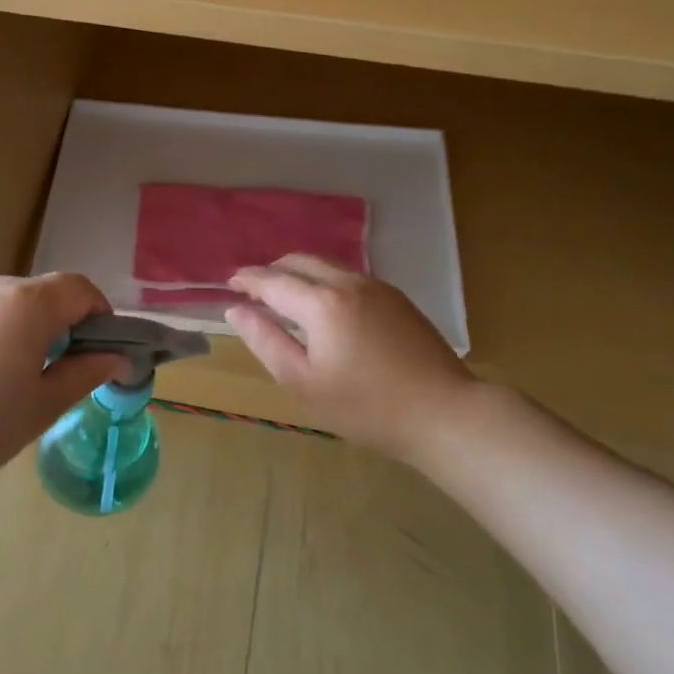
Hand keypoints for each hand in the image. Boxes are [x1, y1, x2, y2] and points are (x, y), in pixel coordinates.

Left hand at [0, 274, 131, 492]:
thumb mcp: (43, 405)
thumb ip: (86, 374)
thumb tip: (120, 359)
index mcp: (27, 303)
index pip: (81, 289)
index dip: (102, 315)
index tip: (104, 353)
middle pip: (48, 293)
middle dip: (69, 325)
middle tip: (68, 373)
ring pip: (17, 304)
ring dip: (36, 329)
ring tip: (25, 379)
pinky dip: (4, 333)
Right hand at [225, 256, 475, 462]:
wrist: (443, 413)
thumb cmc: (365, 407)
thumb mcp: (303, 382)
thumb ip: (265, 341)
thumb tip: (236, 310)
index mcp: (321, 303)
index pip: (272, 280)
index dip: (247, 280)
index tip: (229, 284)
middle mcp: (347, 282)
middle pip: (299, 261)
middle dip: (272, 270)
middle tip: (254, 292)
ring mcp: (376, 286)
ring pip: (326, 265)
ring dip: (298, 273)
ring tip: (285, 298)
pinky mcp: (396, 297)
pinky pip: (348, 276)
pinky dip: (324, 281)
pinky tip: (324, 308)